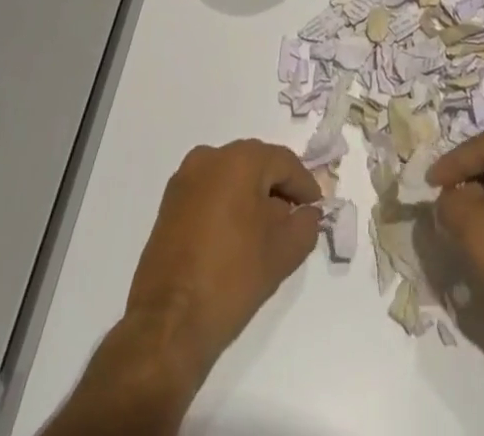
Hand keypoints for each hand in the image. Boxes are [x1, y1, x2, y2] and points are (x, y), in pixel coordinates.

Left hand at [125, 140, 322, 379]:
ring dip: (252, 198)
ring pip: (231, 178)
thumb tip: (306, 212)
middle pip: (256, 165)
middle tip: (294, 219)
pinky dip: (228, 207)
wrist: (167, 325)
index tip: (316, 209)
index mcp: (239, 159)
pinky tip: (236, 238)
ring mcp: (184, 180)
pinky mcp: (169, 205)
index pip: (284, 162)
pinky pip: (210, 193)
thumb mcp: (284, 252)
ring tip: (266, 232)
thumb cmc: (231, 278)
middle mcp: (209, 157)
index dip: (304, 185)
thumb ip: (306, 224)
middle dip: (277, 189)